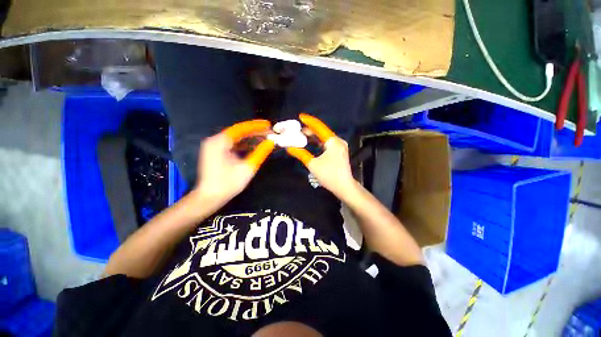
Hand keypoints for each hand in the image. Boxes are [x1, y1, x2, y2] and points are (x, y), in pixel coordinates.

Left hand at [194, 132, 273, 207]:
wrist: (210, 197)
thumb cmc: (228, 184)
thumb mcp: (247, 168)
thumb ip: (260, 153)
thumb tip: (271, 142)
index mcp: (219, 142)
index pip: (241, 129)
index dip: (256, 126)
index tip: (268, 125)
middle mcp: (215, 141)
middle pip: (238, 133)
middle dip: (254, 133)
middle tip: (269, 133)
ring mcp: (214, 147)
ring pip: (236, 139)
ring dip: (250, 139)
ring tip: (265, 138)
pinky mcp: (216, 153)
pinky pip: (233, 145)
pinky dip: (244, 145)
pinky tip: (255, 146)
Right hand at [286, 114, 356, 196]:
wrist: (344, 187)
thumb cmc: (329, 175)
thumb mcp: (312, 164)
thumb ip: (301, 154)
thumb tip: (289, 147)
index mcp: (333, 141)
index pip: (319, 127)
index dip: (309, 121)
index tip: (300, 116)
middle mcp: (338, 141)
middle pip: (321, 132)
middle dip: (309, 130)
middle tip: (296, 130)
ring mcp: (339, 146)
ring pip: (324, 138)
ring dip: (313, 137)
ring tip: (300, 136)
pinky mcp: (338, 151)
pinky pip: (326, 143)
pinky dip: (318, 142)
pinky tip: (310, 143)